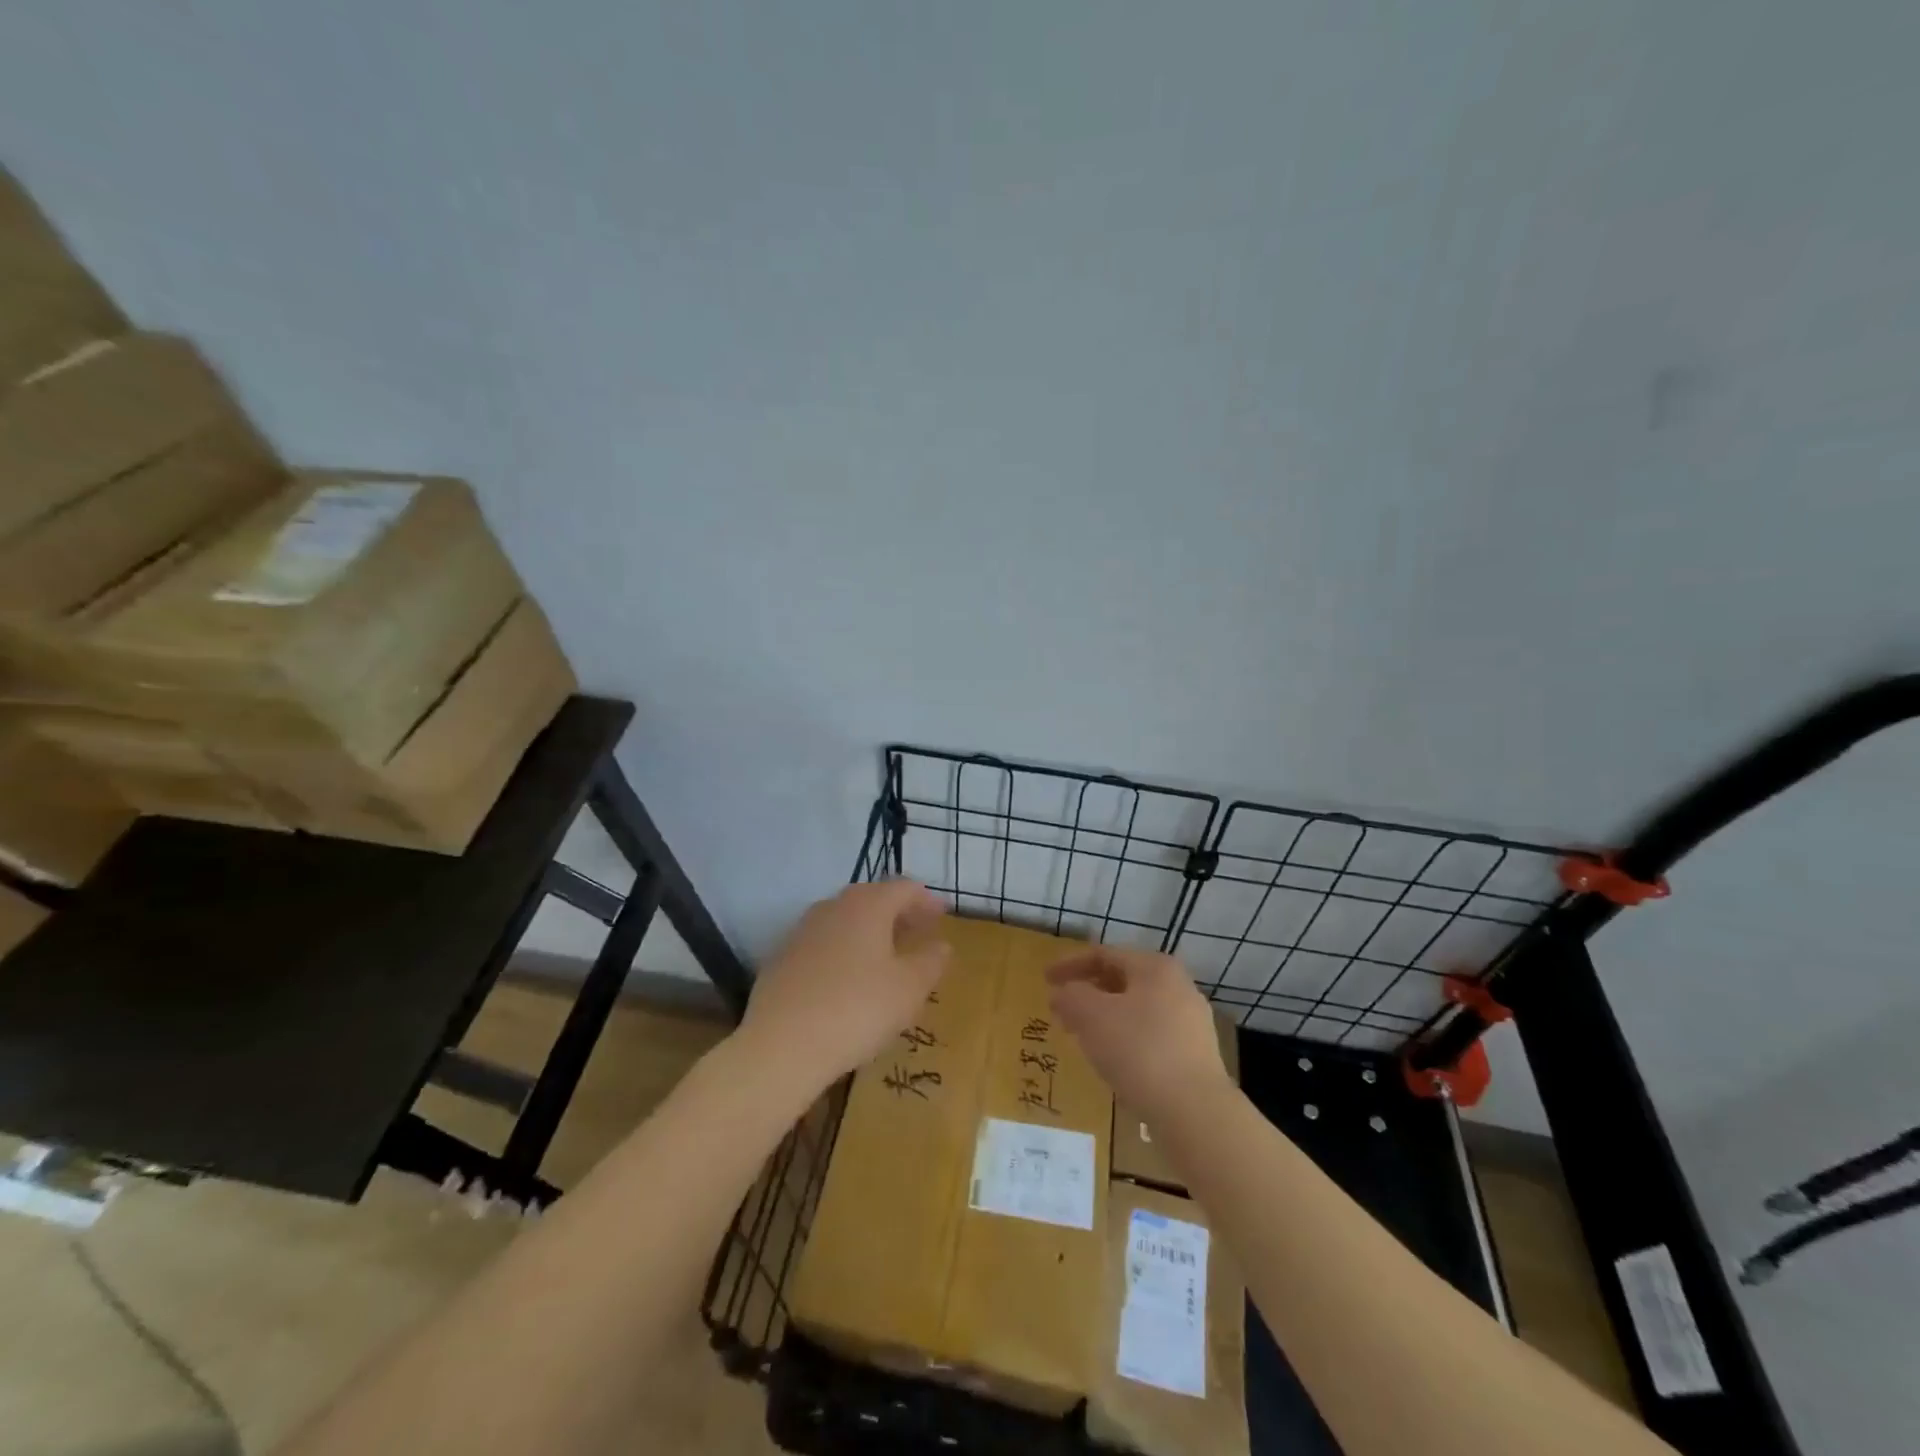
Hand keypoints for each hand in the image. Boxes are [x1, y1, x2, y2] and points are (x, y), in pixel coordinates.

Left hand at [736, 880, 951, 1094]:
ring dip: (869, 932)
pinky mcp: (782, 958)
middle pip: (872, 899)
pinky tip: (849, 981)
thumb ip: (930, 962)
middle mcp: (833, 907)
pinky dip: (844, 951)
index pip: (904, 888)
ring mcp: (803, 931)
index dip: (926, 900)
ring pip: (845, 920)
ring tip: (886, 958)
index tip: (942, 916)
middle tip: (918, 933)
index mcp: (867, 905)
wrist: (781, 1046)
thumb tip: (940, 945)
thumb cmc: (857, 1009)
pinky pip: (823, 944)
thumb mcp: (909, 989)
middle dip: (898, 913)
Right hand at [1046, 946, 1231, 1116]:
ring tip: (1081, 1035)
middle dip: (1087, 992)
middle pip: (1122, 979)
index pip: (1103, 954)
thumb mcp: (1092, 1017)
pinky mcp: (1195, 1054)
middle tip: (1061, 1008)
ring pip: (1136, 1008)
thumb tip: (1062, 993)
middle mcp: (1178, 986)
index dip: (1069, 964)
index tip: (1045, 980)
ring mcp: (1191, 1021)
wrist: (1195, 1113)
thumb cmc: (1140, 1051)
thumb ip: (1071, 996)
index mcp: (1155, 967)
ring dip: (1105, 1016)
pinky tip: (1111, 1058)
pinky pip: (1151, 1034)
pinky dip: (1125, 1037)